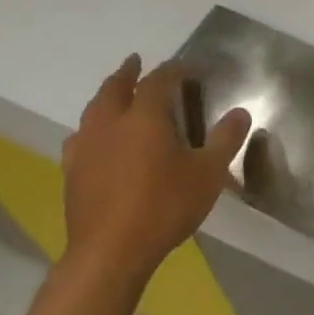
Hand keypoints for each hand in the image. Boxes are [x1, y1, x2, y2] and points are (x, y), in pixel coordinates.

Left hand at [62, 55, 249, 287]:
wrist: (110, 253)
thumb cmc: (164, 207)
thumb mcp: (208, 174)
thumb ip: (225, 140)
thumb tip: (241, 112)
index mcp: (145, 116)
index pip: (158, 80)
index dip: (172, 69)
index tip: (185, 66)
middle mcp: (111, 122)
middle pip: (116, 87)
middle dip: (128, 72)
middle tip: (135, 62)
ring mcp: (87, 147)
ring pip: (94, 109)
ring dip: (106, 96)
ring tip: (113, 95)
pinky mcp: (72, 172)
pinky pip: (79, 138)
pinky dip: (90, 128)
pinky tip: (93, 139)